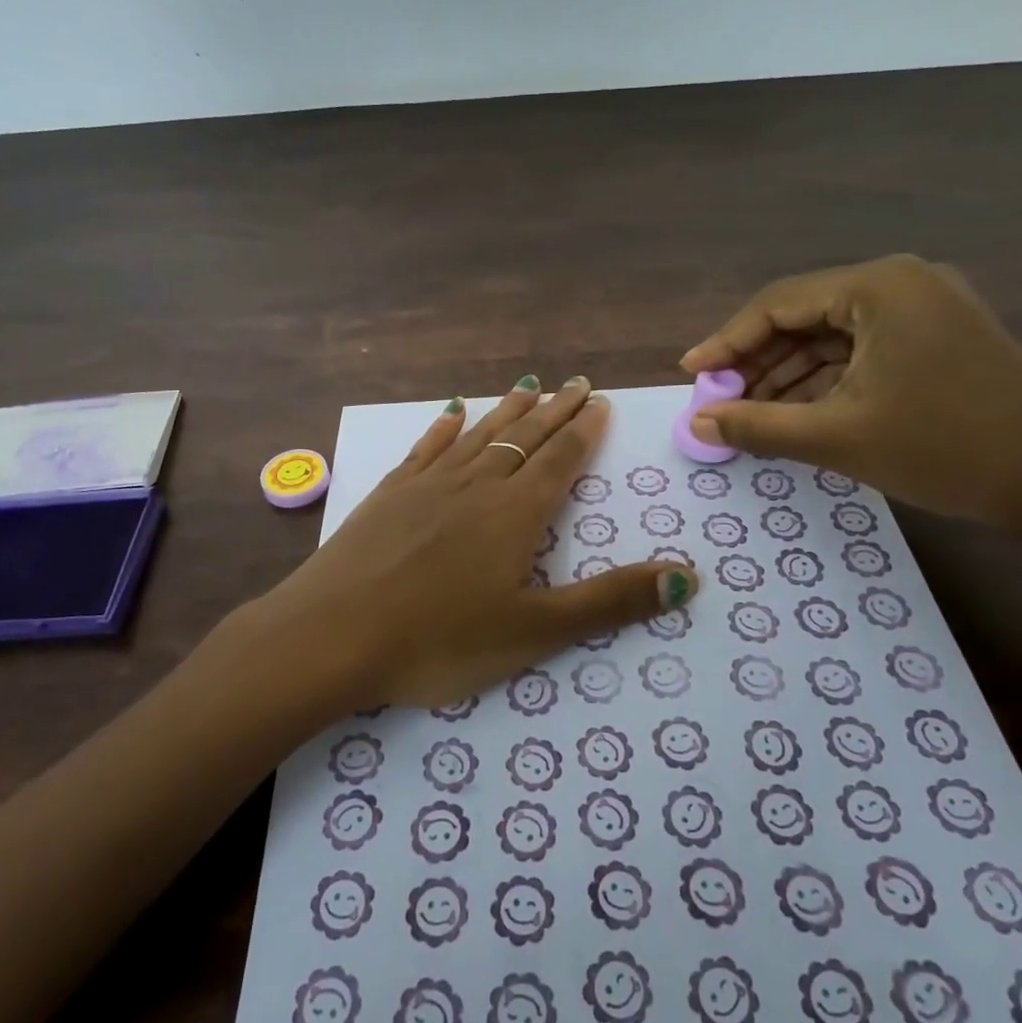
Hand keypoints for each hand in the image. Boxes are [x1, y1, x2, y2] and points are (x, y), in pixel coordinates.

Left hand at [251, 375, 698, 714]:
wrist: (332, 635)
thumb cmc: (439, 640)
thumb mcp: (536, 631)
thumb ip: (611, 603)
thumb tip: (689, 578)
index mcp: (515, 515)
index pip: (559, 460)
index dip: (582, 431)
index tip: (597, 401)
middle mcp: (476, 486)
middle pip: (523, 438)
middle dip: (553, 411)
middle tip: (575, 382)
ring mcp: (427, 486)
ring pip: (478, 436)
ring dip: (507, 411)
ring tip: (528, 385)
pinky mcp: (388, 495)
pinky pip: (426, 449)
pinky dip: (444, 428)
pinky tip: (451, 413)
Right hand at [679, 254, 1021, 529]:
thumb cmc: (943, 448)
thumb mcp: (835, 437)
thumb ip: (756, 426)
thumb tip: (696, 424)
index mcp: (879, 287)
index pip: (778, 304)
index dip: (727, 341)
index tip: (691, 374)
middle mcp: (902, 284)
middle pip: (804, 317)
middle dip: (758, 362)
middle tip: (719, 402)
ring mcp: (926, 310)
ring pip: (832, 338)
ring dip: (788, 376)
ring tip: (750, 416)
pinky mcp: (939, 340)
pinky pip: (862, 353)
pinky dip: (825, 382)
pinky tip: (797, 415)